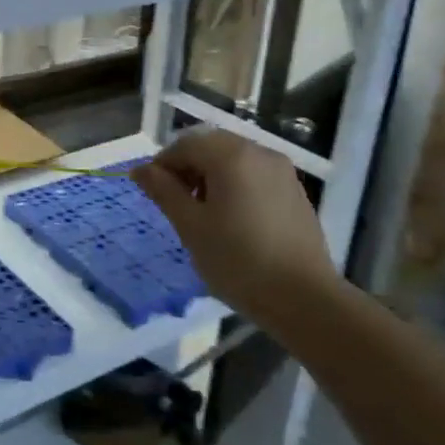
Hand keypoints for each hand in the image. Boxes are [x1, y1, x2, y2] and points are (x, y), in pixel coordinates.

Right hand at [132, 130, 340, 322]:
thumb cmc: (238, 261)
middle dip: (187, 168)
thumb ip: (164, 191)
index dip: (162, 165)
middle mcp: (259, 152)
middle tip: (176, 204)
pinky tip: (232, 221)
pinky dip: (234, 186)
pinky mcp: (294, 192)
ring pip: (233, 160)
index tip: (152, 194)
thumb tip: (140, 170)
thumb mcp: (190, 226)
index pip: (184, 145)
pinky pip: (254, 175)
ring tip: (203, 215)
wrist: (304, 299)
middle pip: (211, 147)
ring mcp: (282, 171)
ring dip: (210, 177)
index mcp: (231, 156)